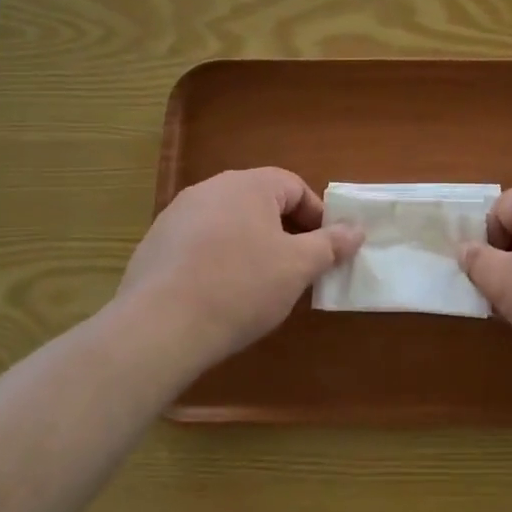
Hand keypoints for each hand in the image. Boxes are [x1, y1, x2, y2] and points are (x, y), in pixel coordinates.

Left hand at [114, 168, 362, 369]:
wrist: (159, 327)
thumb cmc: (241, 287)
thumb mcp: (298, 267)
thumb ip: (331, 244)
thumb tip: (356, 229)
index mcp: (248, 185)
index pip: (294, 187)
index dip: (317, 216)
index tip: (326, 249)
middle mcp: (210, 189)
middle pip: (260, 202)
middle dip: (285, 231)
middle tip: (298, 268)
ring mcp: (176, 215)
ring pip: (229, 223)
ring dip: (251, 245)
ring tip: (260, 284)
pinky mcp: (155, 245)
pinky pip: (200, 243)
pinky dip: (219, 259)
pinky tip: (221, 294)